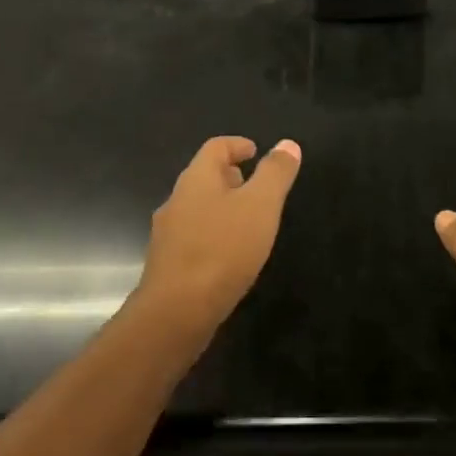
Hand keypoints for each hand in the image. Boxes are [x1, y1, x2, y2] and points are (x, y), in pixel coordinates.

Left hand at [138, 135, 302, 339]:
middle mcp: (176, 200)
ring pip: (197, 208)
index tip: (255, 151)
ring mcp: (167, 233)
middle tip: (254, 185)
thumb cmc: (223, 249)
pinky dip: (213, 234)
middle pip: (203, 177)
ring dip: (220, 206)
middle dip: (229, 176)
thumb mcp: (260, 206)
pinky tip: (228, 255)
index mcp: (196, 179)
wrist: (176, 311)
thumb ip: (275, 173)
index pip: (215, 147)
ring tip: (247, 221)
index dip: (236, 145)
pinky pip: (193, 236)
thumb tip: (287, 144)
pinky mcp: (168, 264)